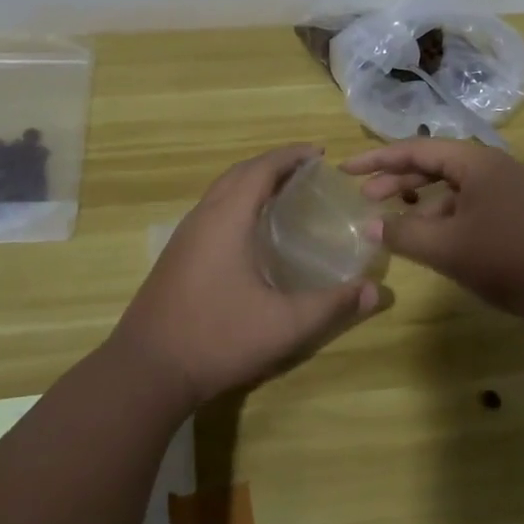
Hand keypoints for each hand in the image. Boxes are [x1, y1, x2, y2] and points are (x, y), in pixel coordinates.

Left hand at [113, 144, 387, 410]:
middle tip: (306, 170)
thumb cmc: (218, 338)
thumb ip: (332, 305)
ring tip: (283, 192)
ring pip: (221, 191)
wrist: (147, 371)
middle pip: (239, 173)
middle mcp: (203, 217)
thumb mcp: (285, 325)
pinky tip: (250, 230)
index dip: (290, 156)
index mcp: (227, 219)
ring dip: (251, 181)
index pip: (261, 169)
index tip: (319, 153)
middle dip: (273, 164)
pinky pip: (211, 210)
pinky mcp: (176, 256)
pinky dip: (236, 201)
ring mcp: (185, 236)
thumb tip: (377, 291)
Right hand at [342, 139, 523, 330]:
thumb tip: (367, 225)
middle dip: (397, 179)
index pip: (416, 149)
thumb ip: (402, 233)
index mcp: (475, 161)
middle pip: (435, 164)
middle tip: (365, 197)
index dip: (378, 159)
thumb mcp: (446, 247)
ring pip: (454, 186)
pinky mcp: (520, 212)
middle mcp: (493, 166)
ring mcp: (510, 189)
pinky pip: (471, 203)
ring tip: (395, 220)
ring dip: (422, 200)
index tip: (346, 168)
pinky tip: (435, 238)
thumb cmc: (506, 258)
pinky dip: (446, 215)